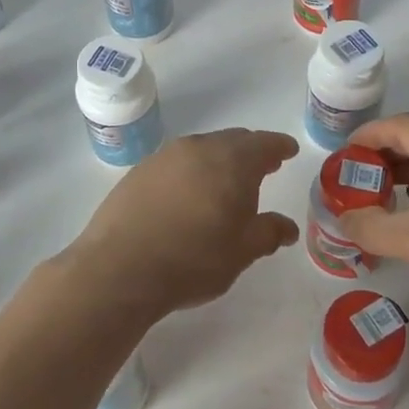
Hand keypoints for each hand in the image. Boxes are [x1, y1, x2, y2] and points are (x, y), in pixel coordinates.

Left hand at [64, 129, 300, 319]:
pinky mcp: (139, 171)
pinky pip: (176, 163)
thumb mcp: (242, 252)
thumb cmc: (194, 259)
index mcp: (232, 161)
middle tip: (263, 168)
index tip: (288, 150)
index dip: (279, 146)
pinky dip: (191, 172)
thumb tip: (287, 227)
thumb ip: (269, 233)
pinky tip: (188, 195)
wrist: (120, 267)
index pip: (263, 143)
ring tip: (225, 184)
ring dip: (219, 161)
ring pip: (202, 150)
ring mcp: (165, 157)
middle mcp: (199, 148)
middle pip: (232, 141)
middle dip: (250, 152)